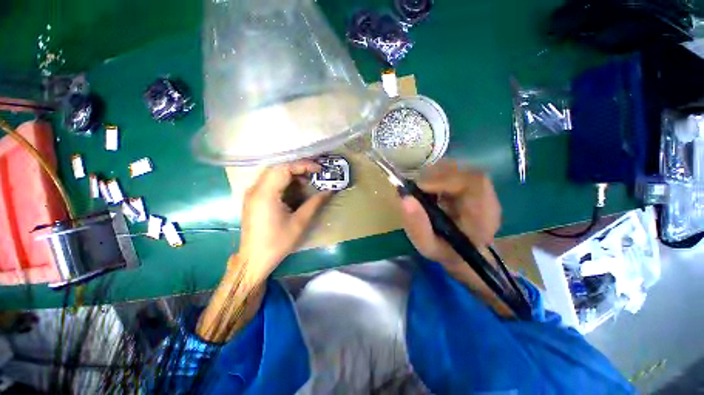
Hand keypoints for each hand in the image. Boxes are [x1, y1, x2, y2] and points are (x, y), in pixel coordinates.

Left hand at [238, 160, 331, 277]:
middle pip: (278, 168)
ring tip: (307, 181)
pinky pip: (269, 182)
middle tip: (315, 173)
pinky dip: (284, 181)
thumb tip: (329, 191)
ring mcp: (252, 193)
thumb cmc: (277, 242)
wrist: (254, 259)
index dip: (303, 165)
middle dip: (298, 168)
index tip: (319, 169)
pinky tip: (294, 189)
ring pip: (273, 173)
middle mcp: (255, 189)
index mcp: (265, 194)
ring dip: (291, 174)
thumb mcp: (299, 222)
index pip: (284, 168)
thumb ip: (315, 203)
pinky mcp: (253, 199)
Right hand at [400, 161, 501, 267]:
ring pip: (461, 168)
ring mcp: (482, 190)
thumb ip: (417, 226)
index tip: (419, 186)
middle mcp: (487, 199)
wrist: (464, 253)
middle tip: (416, 186)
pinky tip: (429, 187)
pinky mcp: (472, 186)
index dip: (445, 179)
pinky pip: (456, 171)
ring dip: (436, 173)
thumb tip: (405, 198)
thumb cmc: (446, 252)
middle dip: (437, 174)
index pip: (474, 183)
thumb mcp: (427, 246)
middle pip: (466, 171)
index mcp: (483, 216)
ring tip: (421, 188)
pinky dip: (438, 174)